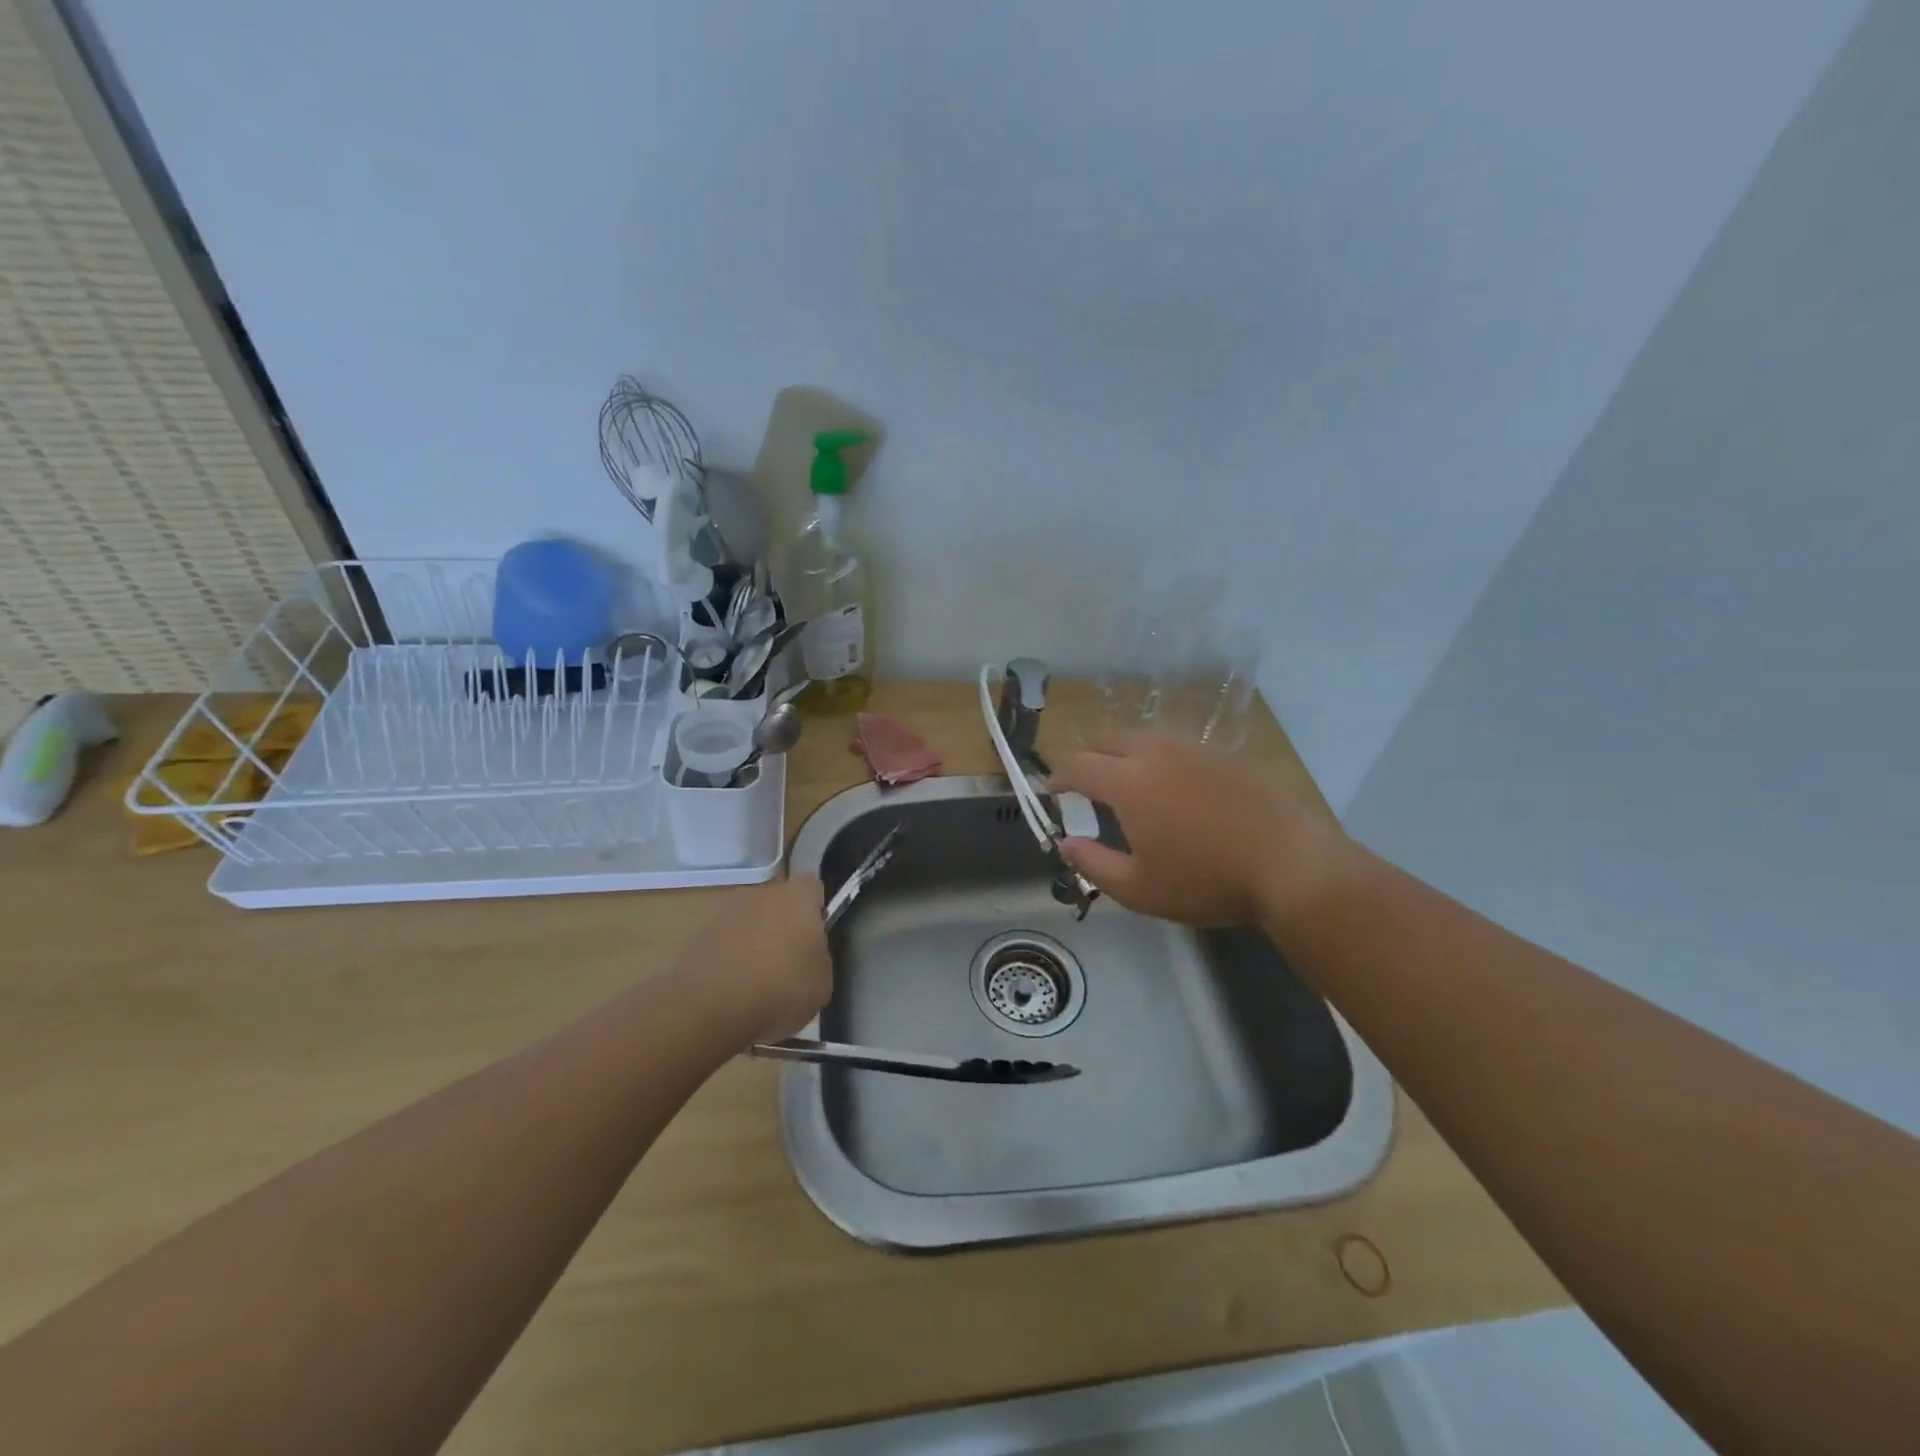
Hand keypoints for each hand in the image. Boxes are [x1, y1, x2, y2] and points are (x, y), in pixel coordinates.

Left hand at [675, 875, 831, 1043]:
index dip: (818, 910)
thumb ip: (819, 960)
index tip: (819, 938)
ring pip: (750, 924)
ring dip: (756, 944)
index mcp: (797, 896)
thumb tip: (808, 959)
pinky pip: (726, 945)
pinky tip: (735, 993)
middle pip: (779, 904)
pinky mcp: (698, 938)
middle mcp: (761, 894)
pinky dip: (731, 962)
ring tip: (761, 985)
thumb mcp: (822, 983)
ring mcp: (726, 913)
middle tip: (791, 963)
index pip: (814, 888)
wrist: (708, 1008)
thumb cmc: (780, 989)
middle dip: (785, 927)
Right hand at [1050, 733, 1353, 927]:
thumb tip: (1064, 843)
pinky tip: (1171, 785)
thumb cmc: (1206, 880)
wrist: (1290, 864)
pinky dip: (1156, 758)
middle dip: (1087, 759)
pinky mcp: (1222, 754)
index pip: (1078, 766)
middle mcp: (1155, 752)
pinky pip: (1174, 746)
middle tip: (1084, 785)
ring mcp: (1192, 748)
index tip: (1051, 790)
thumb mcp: (1138, 888)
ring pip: (1142, 738)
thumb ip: (1092, 863)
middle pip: (1107, 741)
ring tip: (1126, 783)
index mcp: (1128, 781)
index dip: (1058, 777)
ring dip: (1122, 754)